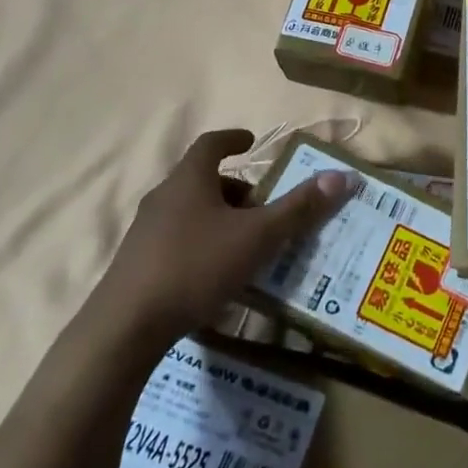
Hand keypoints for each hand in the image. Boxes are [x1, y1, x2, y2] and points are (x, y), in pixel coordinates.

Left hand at [89, 130, 350, 348]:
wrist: (125, 328)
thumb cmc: (196, 266)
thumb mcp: (258, 236)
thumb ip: (299, 208)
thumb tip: (342, 176)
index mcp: (189, 179)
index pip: (211, 143)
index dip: (233, 139)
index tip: (252, 142)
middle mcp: (164, 197)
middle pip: (202, 179)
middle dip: (234, 188)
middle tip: (261, 205)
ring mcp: (145, 231)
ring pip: (189, 211)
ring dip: (218, 218)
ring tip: (245, 242)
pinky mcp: (137, 264)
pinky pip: (176, 240)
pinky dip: (201, 243)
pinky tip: (217, 274)